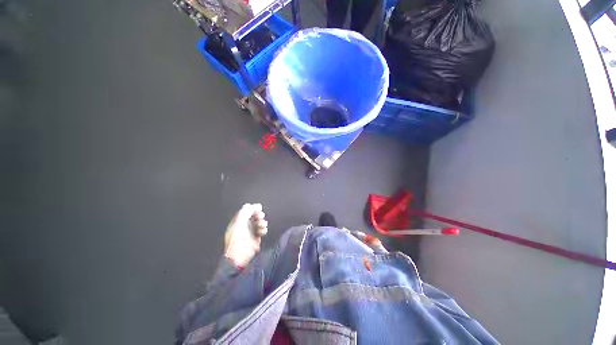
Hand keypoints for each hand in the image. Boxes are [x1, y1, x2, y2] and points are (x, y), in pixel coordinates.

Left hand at [224, 203, 267, 267]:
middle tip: (260, 216)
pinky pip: (262, 230)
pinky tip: (262, 231)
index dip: (252, 208)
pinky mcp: (256, 238)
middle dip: (258, 215)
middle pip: (254, 215)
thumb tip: (255, 205)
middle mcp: (243, 225)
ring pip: (259, 222)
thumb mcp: (239, 223)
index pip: (246, 210)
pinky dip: (263, 229)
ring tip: (261, 226)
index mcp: (237, 221)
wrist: (239, 258)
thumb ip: (246, 212)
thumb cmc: (237, 240)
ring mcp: (250, 232)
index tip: (258, 209)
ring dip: (262, 222)